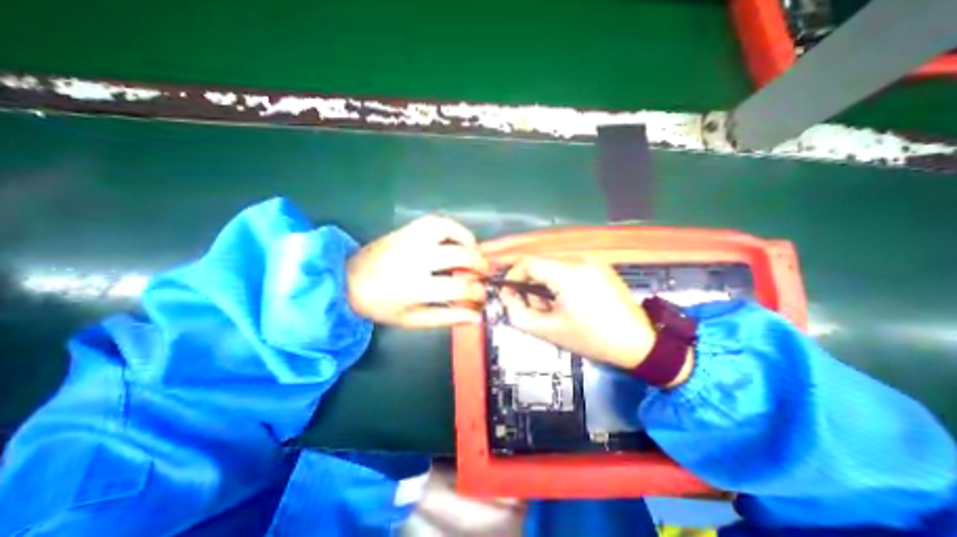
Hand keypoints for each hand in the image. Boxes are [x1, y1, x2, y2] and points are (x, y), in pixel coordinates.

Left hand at [349, 213, 488, 327]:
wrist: (347, 280)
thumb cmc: (381, 305)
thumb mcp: (413, 320)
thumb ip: (447, 318)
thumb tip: (476, 316)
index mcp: (413, 288)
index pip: (458, 288)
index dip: (477, 292)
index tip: (482, 296)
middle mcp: (414, 259)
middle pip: (460, 255)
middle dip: (480, 265)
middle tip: (483, 273)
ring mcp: (410, 240)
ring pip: (450, 230)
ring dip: (469, 242)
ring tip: (474, 253)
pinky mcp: (407, 230)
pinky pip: (438, 221)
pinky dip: (454, 228)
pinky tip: (459, 240)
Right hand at [493, 257, 657, 368]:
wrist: (639, 343)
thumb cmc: (592, 338)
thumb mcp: (548, 330)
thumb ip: (518, 313)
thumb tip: (508, 296)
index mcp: (568, 273)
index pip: (528, 262)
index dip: (513, 276)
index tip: (510, 294)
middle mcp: (580, 259)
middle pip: (541, 264)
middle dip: (530, 284)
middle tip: (536, 308)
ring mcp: (593, 261)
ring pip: (554, 266)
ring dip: (545, 284)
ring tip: (554, 307)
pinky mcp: (601, 266)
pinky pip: (570, 268)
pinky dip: (561, 281)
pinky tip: (570, 301)